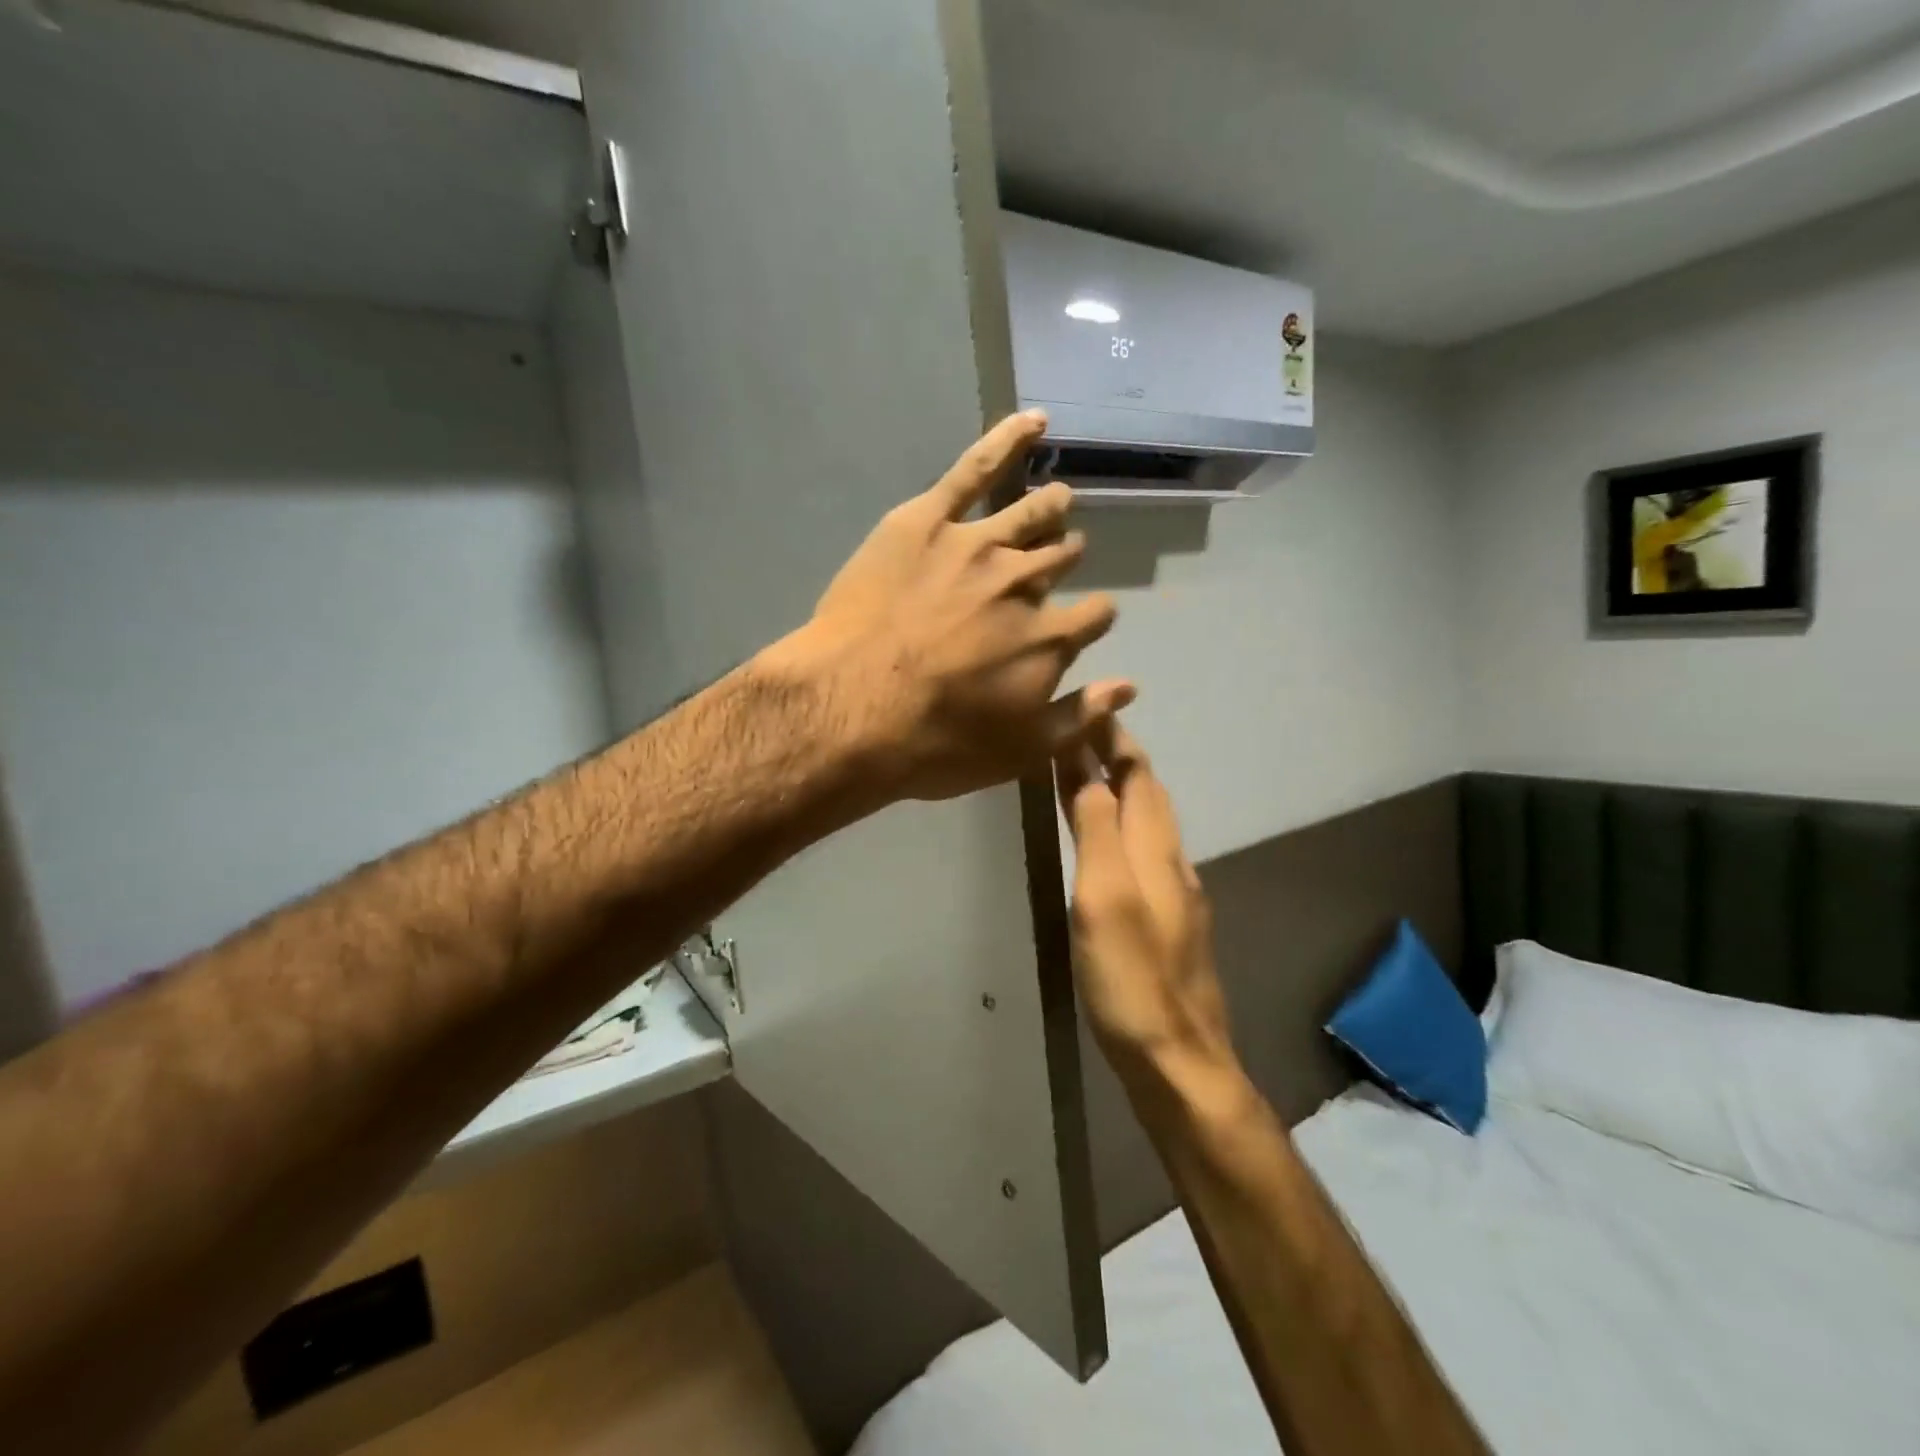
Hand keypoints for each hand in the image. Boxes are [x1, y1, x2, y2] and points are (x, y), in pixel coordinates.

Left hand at [779, 410, 1134, 801]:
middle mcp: (1025, 583)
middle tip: (1059, 559)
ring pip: (1031, 514)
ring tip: (1058, 500)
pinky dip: (1007, 439)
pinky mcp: (927, 521)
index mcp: (1050, 638)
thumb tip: (1129, 685)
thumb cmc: (936, 743)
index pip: (1095, 615)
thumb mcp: (1020, 752)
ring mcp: (978, 545)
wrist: (851, 710)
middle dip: (1066, 559)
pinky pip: (974, 469)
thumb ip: (1080, 717)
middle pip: (1062, 559)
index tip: (1085, 621)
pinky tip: (1033, 421)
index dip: (1092, 617)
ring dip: (1051, 508)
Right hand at [1056, 723, 1235, 1086]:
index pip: (1137, 775)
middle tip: (1087, 732)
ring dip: (1125, 790)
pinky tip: (1115, 845)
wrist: (1179, 1059)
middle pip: (1149, 795)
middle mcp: (1174, 862)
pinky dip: (1127, 828)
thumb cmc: (1131, 975)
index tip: (1091, 706)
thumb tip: (1085, 765)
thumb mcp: (1103, 895)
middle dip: (1120, 757)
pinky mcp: (1174, 924)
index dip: (1113, 739)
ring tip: (1094, 775)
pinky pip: (1148, 854)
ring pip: (1151, 825)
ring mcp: (1178, 895)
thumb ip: (1096, 828)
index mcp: (1156, 849)